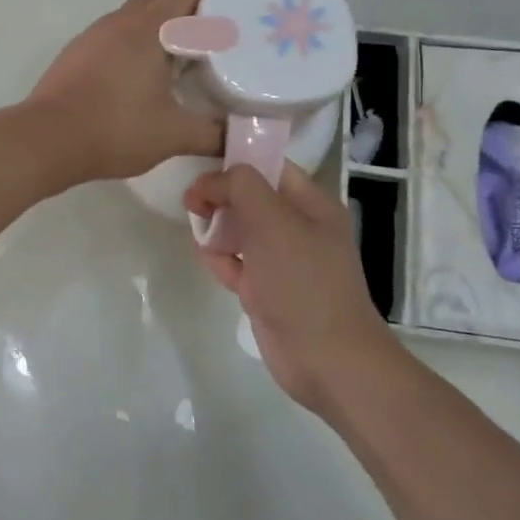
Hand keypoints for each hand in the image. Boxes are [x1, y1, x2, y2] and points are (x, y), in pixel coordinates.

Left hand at [25, 0, 225, 183]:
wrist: (46, 140)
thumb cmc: (114, 129)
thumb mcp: (173, 135)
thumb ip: (212, 134)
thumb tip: (238, 137)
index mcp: (148, 28)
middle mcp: (120, 22)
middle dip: (188, 0)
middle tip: (213, 26)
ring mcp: (93, 36)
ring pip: (133, 14)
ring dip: (159, 23)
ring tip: (181, 53)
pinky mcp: (76, 54)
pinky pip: (113, 34)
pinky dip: (134, 41)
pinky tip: (142, 74)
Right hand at [184, 163, 392, 412]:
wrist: (328, 359)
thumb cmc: (303, 280)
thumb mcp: (272, 220)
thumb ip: (240, 186)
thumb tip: (211, 181)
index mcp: (311, 204)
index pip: (269, 166)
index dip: (234, 161)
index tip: (199, 167)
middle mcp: (298, 227)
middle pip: (251, 197)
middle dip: (220, 194)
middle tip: (192, 202)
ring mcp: (282, 260)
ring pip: (240, 229)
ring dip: (216, 224)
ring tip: (196, 227)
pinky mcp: (266, 290)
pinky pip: (236, 261)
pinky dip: (218, 256)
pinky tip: (203, 254)